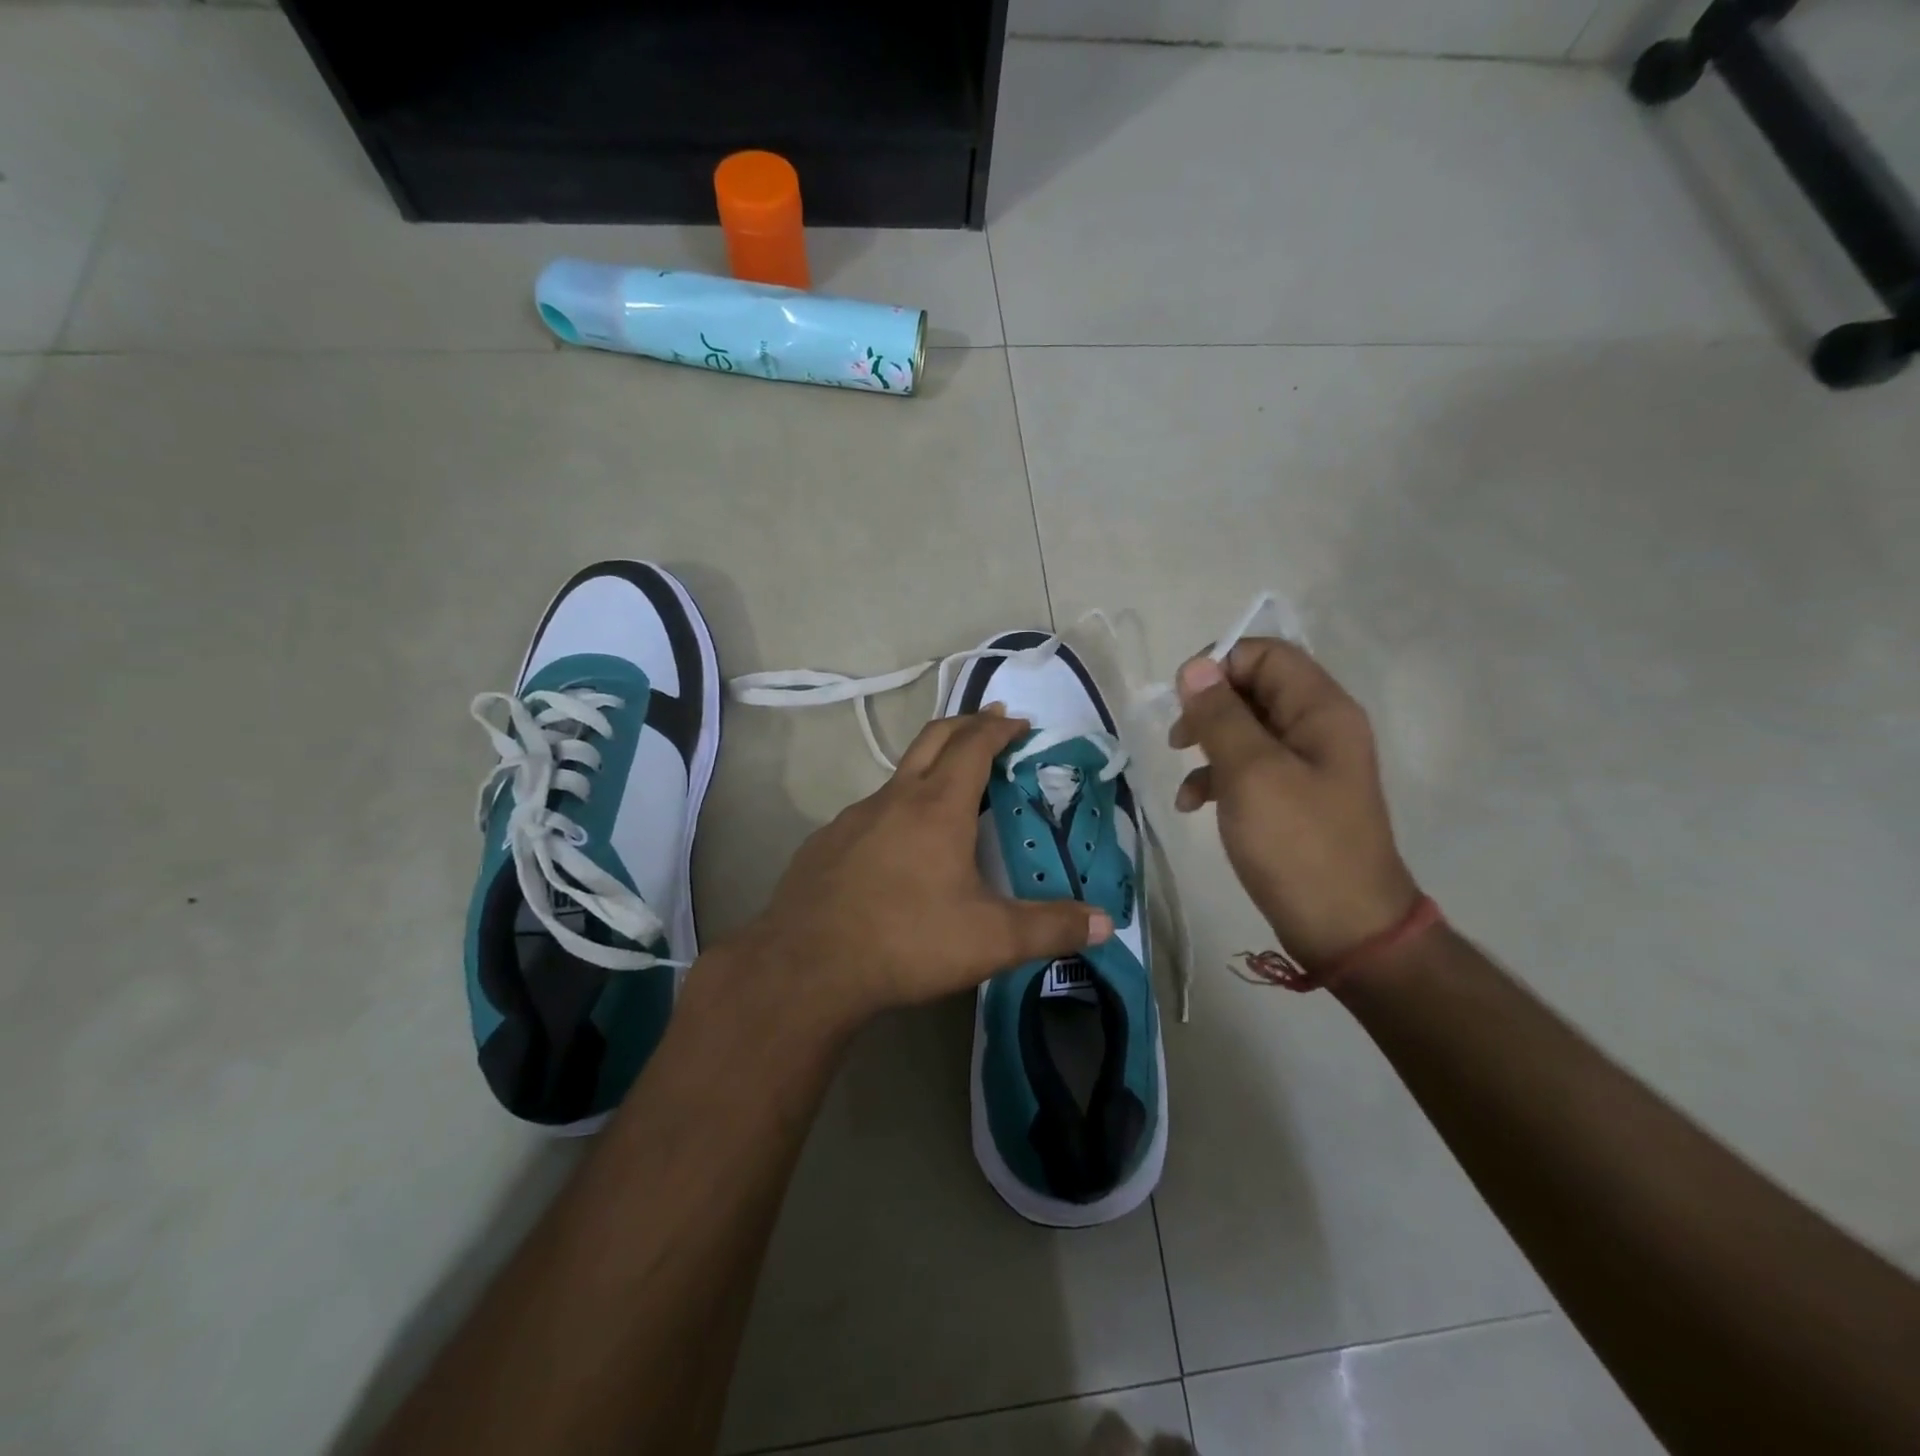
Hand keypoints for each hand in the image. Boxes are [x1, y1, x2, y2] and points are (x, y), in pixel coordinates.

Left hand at [739, 709, 1112, 1020]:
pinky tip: (899, 848)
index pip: (974, 745)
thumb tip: (1104, 924)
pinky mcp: (825, 843)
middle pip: (933, 739)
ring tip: (952, 793)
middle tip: (991, 723)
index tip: (1020, 722)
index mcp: (938, 807)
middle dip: (966, 724)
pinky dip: (897, 809)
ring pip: (898, 776)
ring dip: (930, 768)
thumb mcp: (991, 940)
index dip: (999, 728)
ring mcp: (853, 818)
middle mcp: (894, 799)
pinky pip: (870, 812)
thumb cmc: (907, 941)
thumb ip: (1051, 928)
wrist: (807, 968)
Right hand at [1169, 640, 1418, 966]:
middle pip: (1255, 690)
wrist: (1345, 929)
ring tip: (1182, 774)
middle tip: (1178, 738)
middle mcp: (1319, 728)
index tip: (1181, 700)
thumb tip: (1195, 668)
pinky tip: (1193, 804)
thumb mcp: (1251, 773)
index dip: (1219, 665)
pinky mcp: (1293, 797)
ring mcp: (1307, 765)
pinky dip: (1218, 777)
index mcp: (1321, 710)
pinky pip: (1250, 767)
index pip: (1266, 654)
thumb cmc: (1298, 844)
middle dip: (1209, 708)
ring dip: (1208, 744)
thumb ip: (1222, 716)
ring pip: (1246, 729)